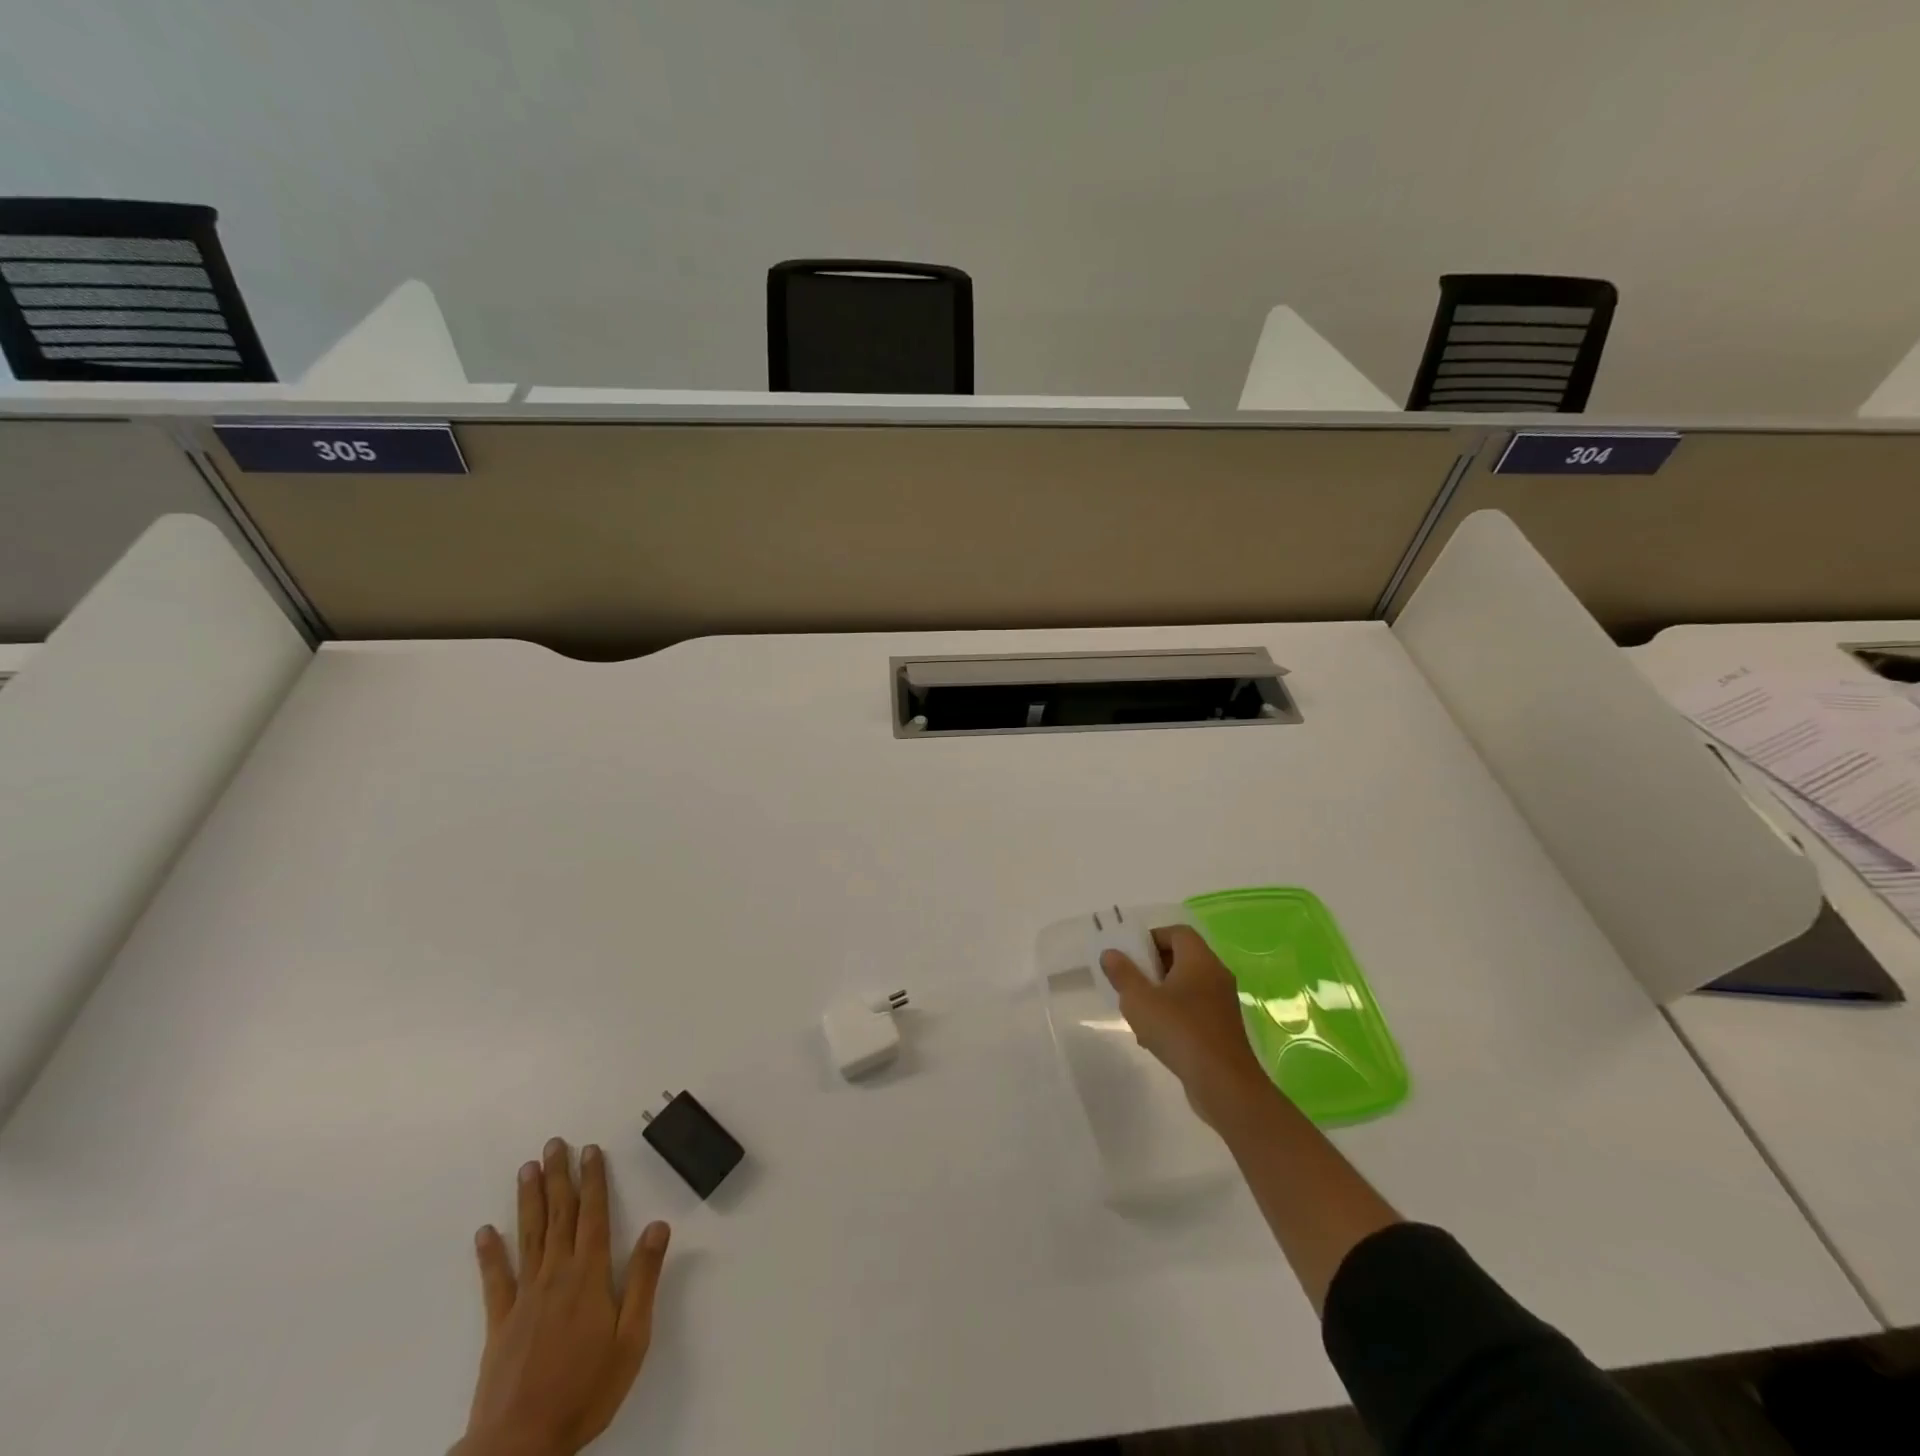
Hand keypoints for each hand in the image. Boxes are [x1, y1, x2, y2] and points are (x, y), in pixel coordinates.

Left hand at [453, 1138, 670, 1455]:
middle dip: (559, 1177)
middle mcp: (556, 1276)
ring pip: (529, 1237)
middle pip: (559, 1216)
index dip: (594, 1180)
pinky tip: (485, 1232)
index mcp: (590, 1276)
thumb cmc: (586, 1389)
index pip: (594, 1215)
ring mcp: (524, 1298)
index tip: (591, 1150)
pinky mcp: (499, 1325)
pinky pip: (495, 1281)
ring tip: (527, 1169)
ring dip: (529, 1201)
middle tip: (554, 1144)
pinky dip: (490, 1254)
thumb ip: (644, 1278)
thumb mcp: (631, 1337)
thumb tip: (659, 1225)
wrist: (520, 1445)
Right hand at [1101, 926, 1267, 1122]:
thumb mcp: (1139, 1000)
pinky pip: (1194, 1010)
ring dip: (1161, 994)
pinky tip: (1154, 1038)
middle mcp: (1215, 975)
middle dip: (1152, 968)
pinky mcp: (1222, 1028)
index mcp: (1199, 959)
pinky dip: (1174, 1015)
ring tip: (1138, 1014)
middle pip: (1181, 958)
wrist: (1224, 1084)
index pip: (1177, 933)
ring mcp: (1222, 1003)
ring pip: (1186, 986)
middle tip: (1130, 983)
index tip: (1130, 956)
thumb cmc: (1179, 1031)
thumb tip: (1110, 953)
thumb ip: (1123, 974)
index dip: (1151, 938)